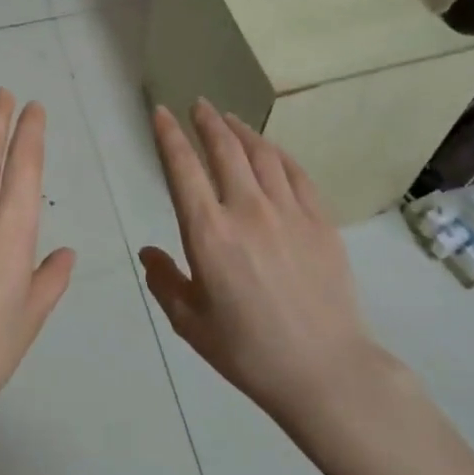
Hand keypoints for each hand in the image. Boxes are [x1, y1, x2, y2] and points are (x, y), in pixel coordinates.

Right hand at [142, 99, 391, 437]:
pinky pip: (296, 173)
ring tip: (229, 118)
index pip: (182, 168)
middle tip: (198, 104)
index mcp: (208, 233)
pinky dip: (278, 153)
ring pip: (262, 154)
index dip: (169, 135)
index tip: (161, 112)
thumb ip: (164, 281)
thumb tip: (149, 252)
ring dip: (241, 130)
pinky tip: (271, 149)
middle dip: (207, 121)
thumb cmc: (248, 350)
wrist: (324, 370)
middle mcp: (246, 210)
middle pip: (224, 149)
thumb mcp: (190, 323)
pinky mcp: (320, 221)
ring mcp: (288, 212)